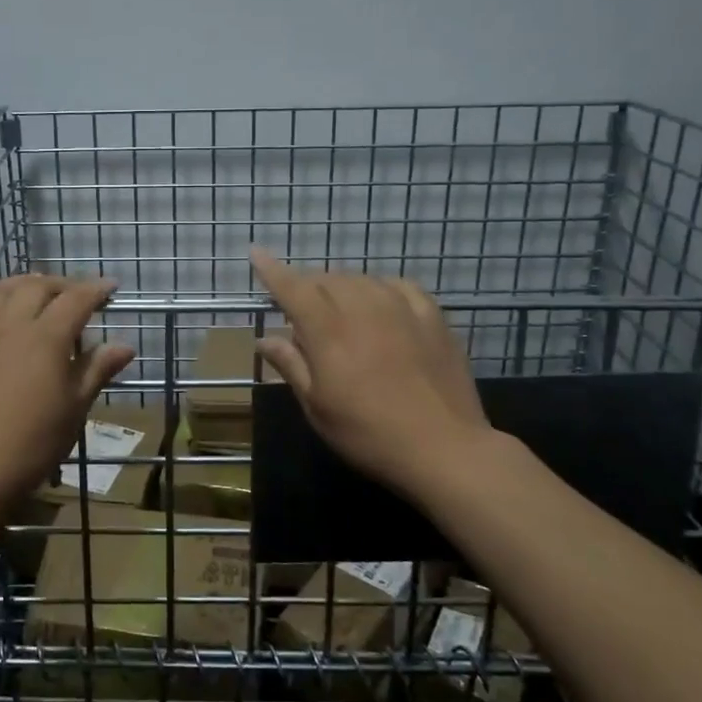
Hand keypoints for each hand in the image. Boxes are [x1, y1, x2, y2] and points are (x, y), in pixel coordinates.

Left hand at [0, 274, 134, 518]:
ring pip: (0, 290)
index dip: (96, 289)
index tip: (110, 288)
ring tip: (36, 287)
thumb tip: (125, 345)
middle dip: (61, 284)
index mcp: (47, 338)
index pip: (76, 299)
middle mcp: (11, 324)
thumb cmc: (30, 445)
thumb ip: (96, 371)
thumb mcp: (73, 410)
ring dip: (22, 282)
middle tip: (76, 294)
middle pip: (37, 287)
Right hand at [250, 247, 491, 500]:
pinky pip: (397, 286)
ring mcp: (401, 308)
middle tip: (300, 309)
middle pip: (326, 280)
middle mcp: (362, 308)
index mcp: (328, 332)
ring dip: (341, 287)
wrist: (444, 448)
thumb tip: (264, 340)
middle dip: (307, 286)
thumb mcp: (318, 407)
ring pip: (360, 279)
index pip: (293, 288)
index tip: (256, 252)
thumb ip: (291, 366)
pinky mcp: (432, 316)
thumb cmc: (369, 434)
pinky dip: (379, 288)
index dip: (272, 270)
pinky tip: (379, 302)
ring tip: (338, 308)